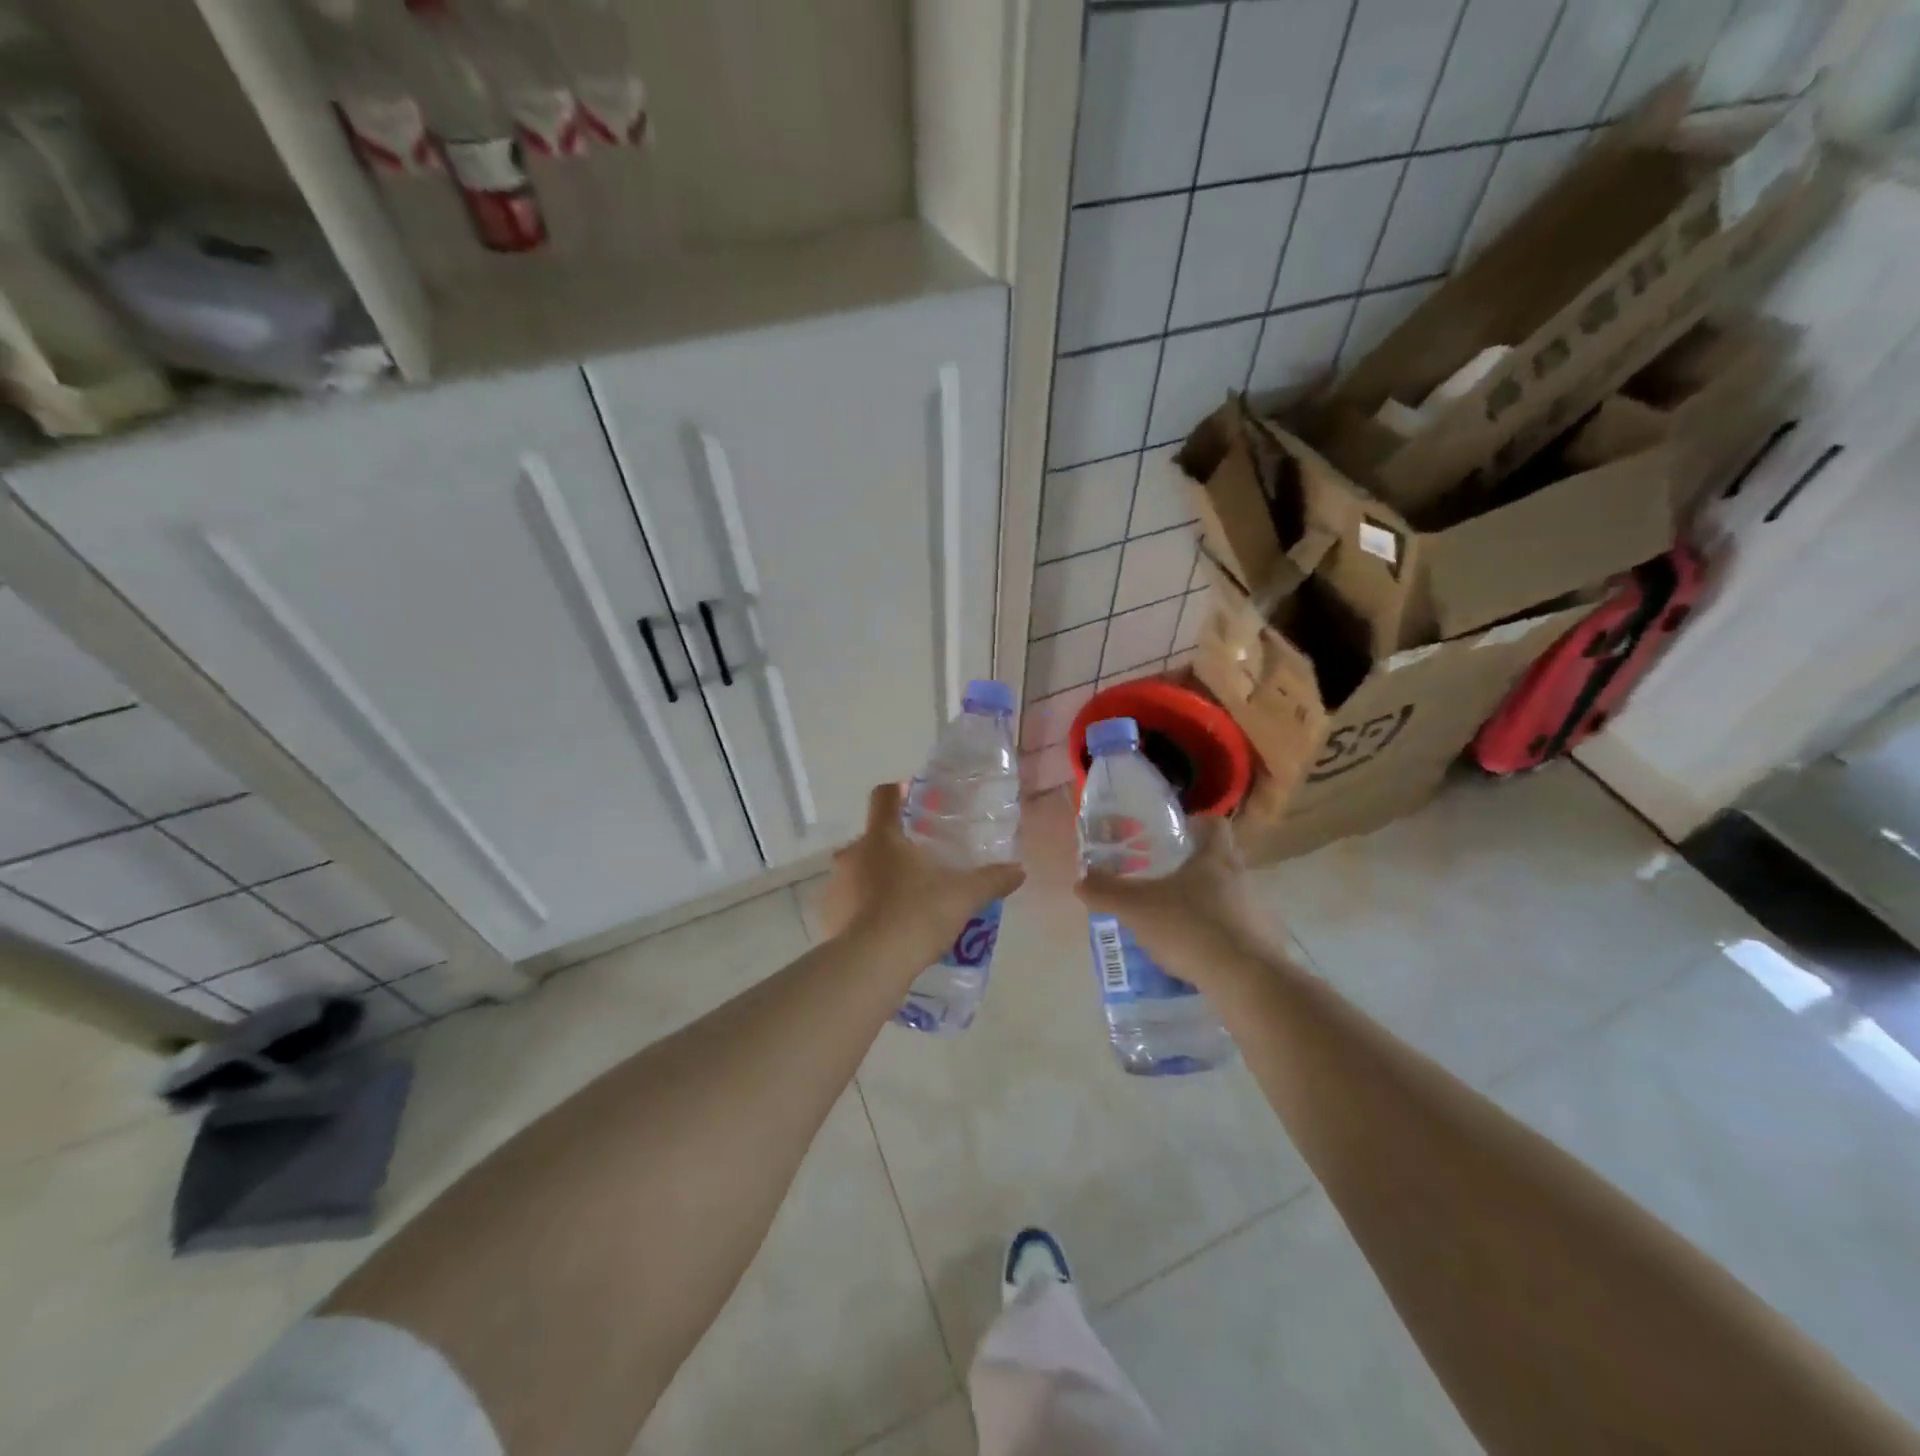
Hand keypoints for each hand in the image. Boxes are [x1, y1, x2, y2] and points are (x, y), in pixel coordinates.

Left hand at [822, 782, 1025, 967]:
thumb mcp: (963, 897)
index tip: (913, 798)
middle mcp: (852, 854)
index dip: (899, 792)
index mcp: (882, 837)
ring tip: (906, 901)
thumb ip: (991, 880)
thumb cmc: (917, 915)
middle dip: (894, 847)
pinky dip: (865, 909)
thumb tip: (1019, 871)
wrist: (871, 964)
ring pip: (859, 872)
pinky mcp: (828, 917)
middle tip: (921, 864)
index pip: (884, 797)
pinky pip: (849, 903)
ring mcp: (836, 886)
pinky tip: (887, 928)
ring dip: (877, 879)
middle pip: (872, 838)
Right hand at [1074, 817, 1281, 987]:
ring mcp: (1258, 912)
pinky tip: (1198, 955)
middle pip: (1221, 862)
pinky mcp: (1264, 944)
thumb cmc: (1190, 928)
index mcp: (1215, 858)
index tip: (1177, 835)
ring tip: (1177, 924)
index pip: (1214, 825)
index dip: (1196, 825)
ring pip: (1230, 898)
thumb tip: (1081, 880)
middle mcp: (1242, 878)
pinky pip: (1238, 932)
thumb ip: (1106, 892)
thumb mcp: (1136, 908)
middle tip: (1165, 882)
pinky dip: (1219, 938)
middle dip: (1195, 870)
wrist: (1246, 980)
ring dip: (1207, 906)